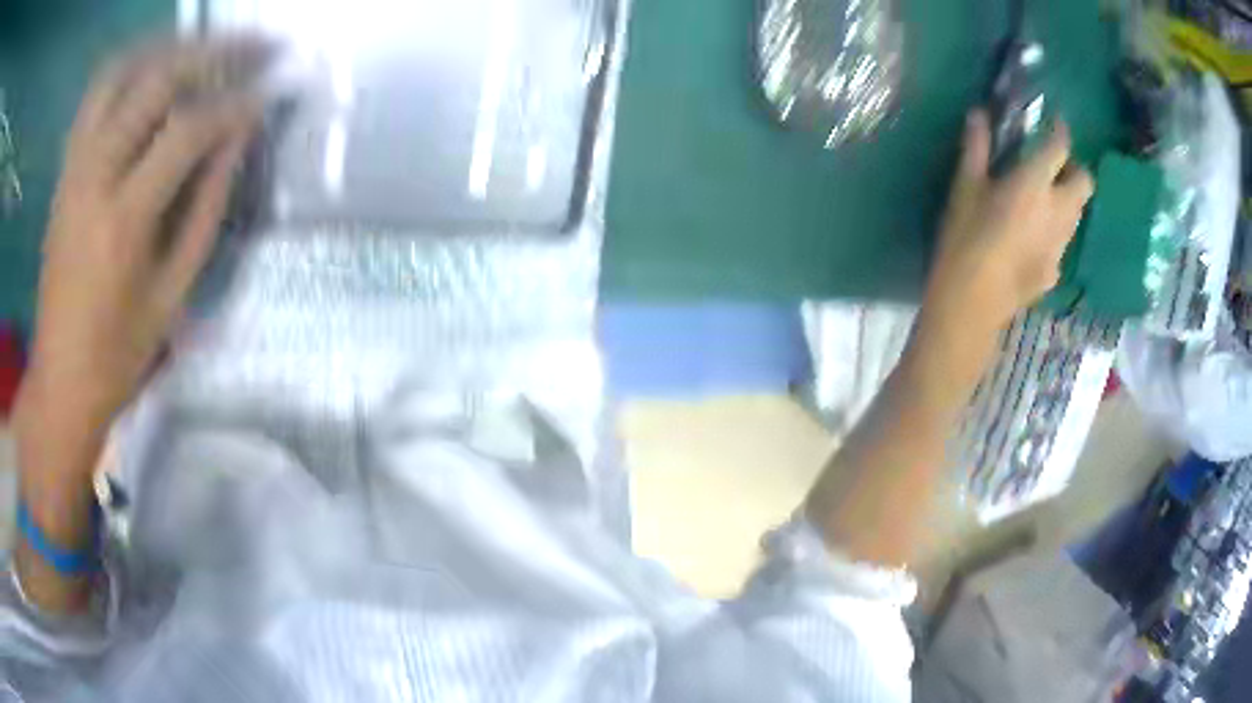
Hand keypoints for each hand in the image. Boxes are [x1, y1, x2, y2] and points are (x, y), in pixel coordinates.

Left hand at [17, 37, 270, 440]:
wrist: (60, 378)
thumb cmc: (119, 352)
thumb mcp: (173, 293)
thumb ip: (207, 207)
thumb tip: (239, 138)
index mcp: (124, 220)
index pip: (187, 130)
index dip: (234, 105)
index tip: (268, 93)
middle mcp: (94, 176)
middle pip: (156, 81)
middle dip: (212, 54)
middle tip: (253, 49)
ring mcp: (74, 167)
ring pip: (123, 72)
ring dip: (169, 49)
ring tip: (203, 47)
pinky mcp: (65, 170)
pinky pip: (97, 95)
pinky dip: (130, 66)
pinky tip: (155, 67)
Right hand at [924, 111, 1093, 334]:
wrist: (971, 304)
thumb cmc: (965, 238)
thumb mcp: (964, 188)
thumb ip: (976, 148)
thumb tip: (979, 115)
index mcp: (1034, 184)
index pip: (1060, 148)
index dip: (1061, 132)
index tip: (1057, 125)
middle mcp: (1057, 212)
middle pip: (1084, 184)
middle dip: (1074, 171)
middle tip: (1054, 170)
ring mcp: (1060, 246)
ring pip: (1076, 214)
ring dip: (1066, 201)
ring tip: (1041, 204)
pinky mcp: (1055, 272)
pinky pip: (1062, 244)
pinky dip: (1054, 234)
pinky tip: (1030, 243)